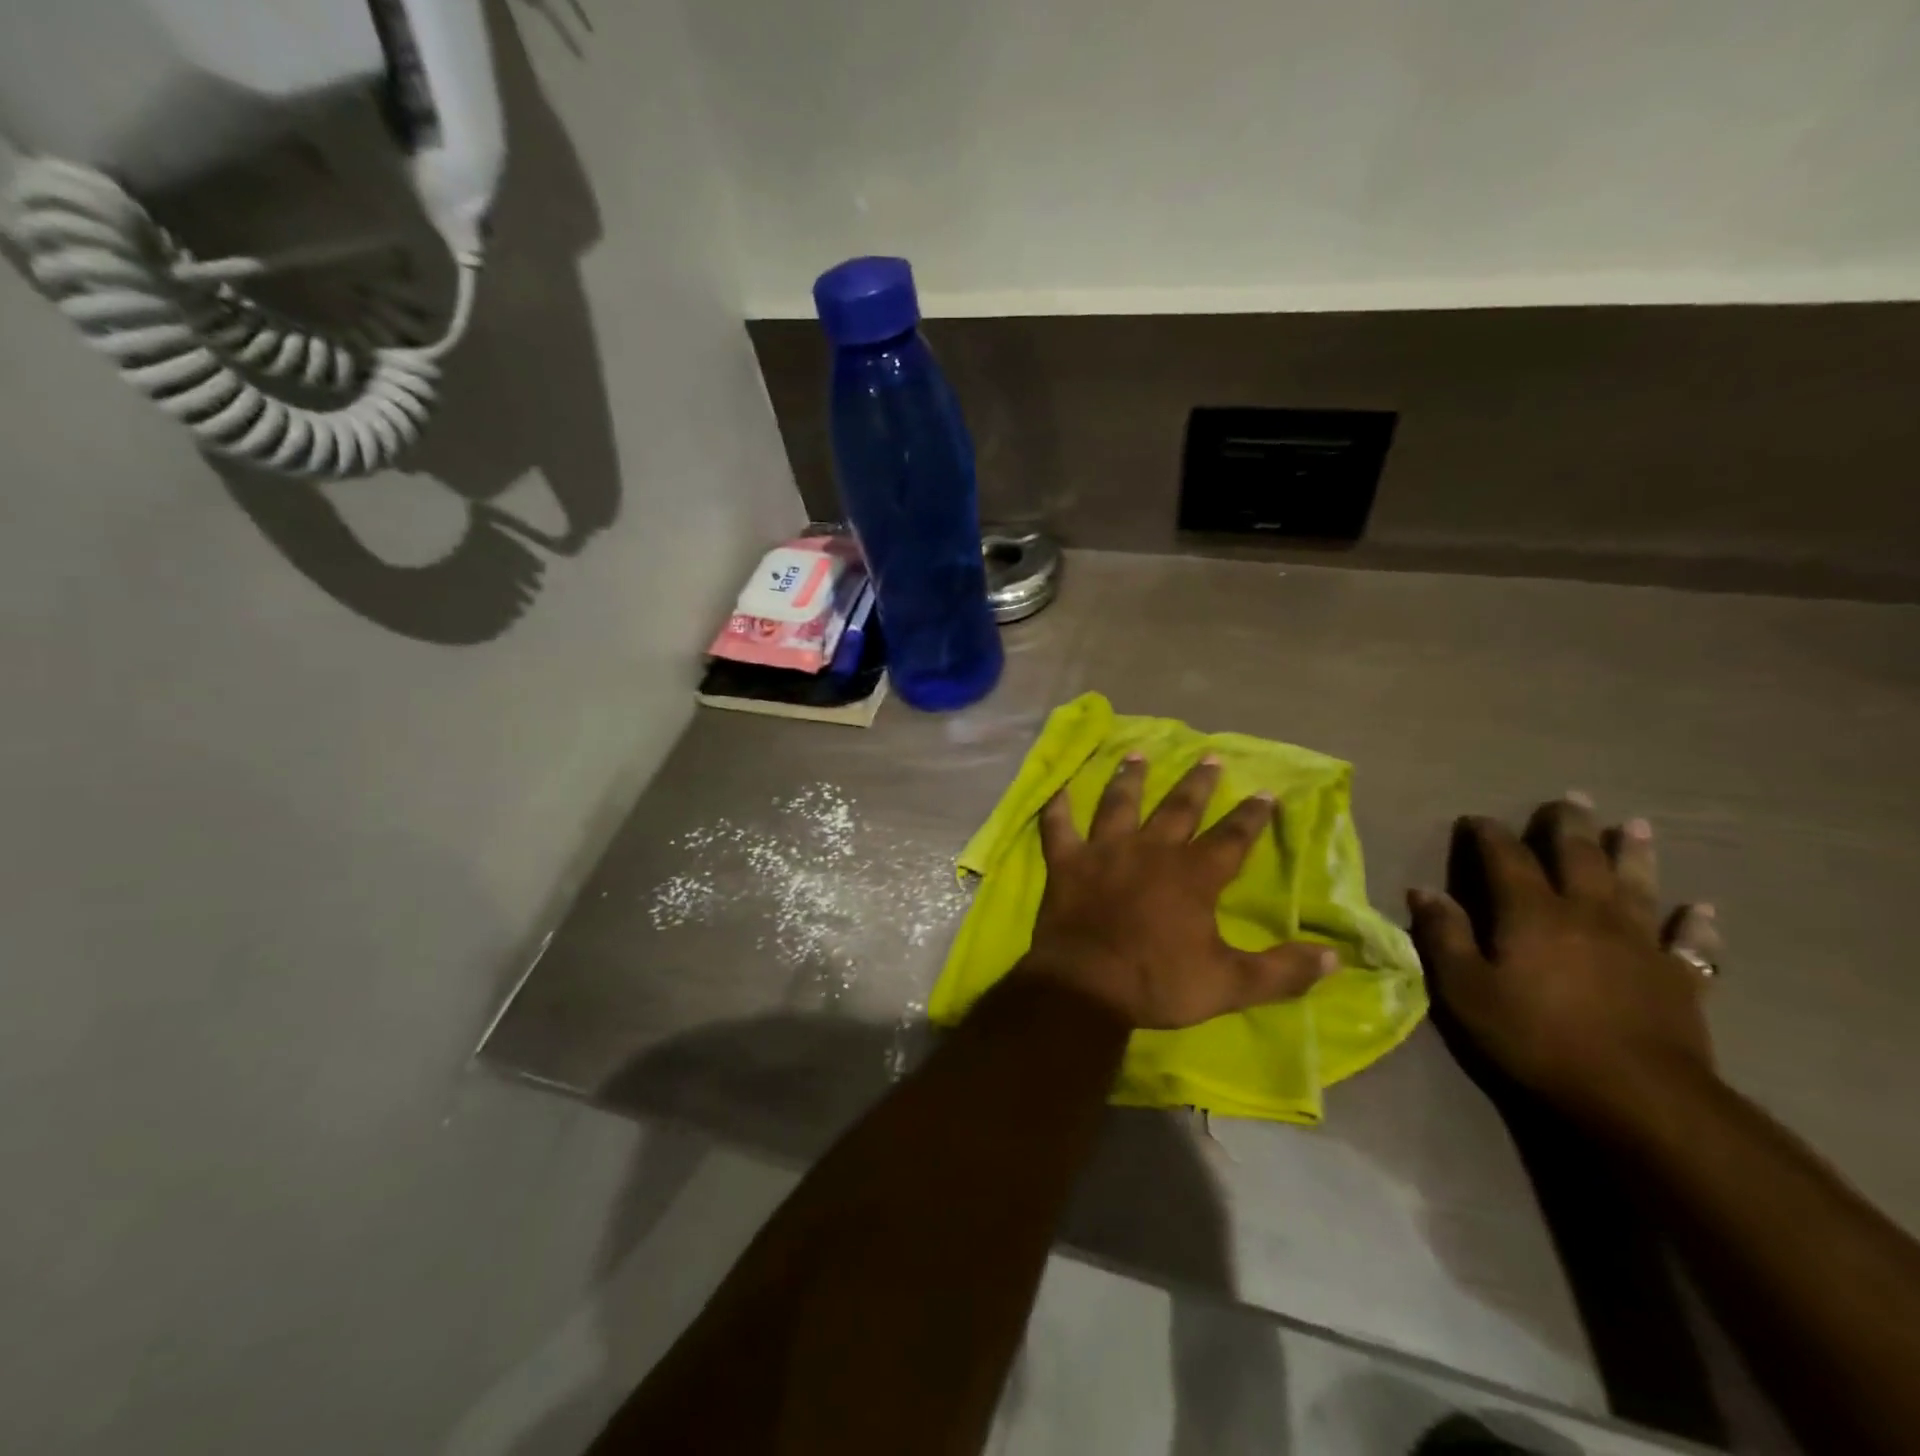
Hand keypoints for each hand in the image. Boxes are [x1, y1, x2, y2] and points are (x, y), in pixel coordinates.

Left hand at [1018, 754, 1334, 1030]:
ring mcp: (1104, 852)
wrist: (1086, 988)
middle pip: (1178, 808)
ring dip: (1130, 779)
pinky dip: (1056, 808)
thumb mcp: (1230, 985)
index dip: (1251, 816)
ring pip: (1119, 804)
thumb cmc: (1158, 983)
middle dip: (1197, 783)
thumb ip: (1282, 971)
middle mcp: (1150, 851)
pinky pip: (1058, 828)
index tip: (1266, 792)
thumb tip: (1335, 960)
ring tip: (1136, 754)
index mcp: (1192, 876)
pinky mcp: (1067, 863)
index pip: (1231, 838)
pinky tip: (1056, 788)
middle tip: (1209, 757)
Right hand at [1408, 795, 1719, 1134]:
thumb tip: (1423, 892)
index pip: (1506, 858)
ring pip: (1637, 885)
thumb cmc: (1536, 1037)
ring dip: (1634, 853)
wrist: (1639, 1095)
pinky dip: (1695, 924)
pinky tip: (1701, 910)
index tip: (1476, 820)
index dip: (1489, 834)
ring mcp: (1640, 943)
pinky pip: (1691, 943)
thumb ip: (1444, 936)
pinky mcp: (1679, 978)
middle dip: (1567, 826)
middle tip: (1567, 800)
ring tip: (1634, 825)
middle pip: (1578, 857)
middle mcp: (1588, 913)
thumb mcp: (1467, 990)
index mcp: (1531, 913)